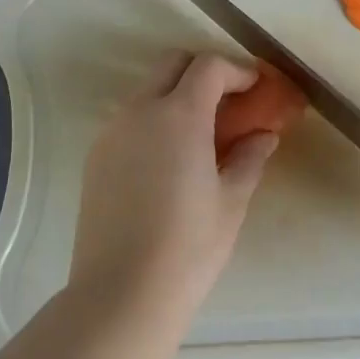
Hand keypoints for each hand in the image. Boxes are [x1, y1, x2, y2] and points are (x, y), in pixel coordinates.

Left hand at [69, 52, 278, 326]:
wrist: (120, 294)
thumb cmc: (188, 248)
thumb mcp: (231, 202)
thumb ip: (249, 157)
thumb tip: (263, 135)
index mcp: (179, 115)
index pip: (209, 67)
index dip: (237, 70)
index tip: (257, 87)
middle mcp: (140, 111)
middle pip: (173, 65)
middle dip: (204, 72)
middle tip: (230, 102)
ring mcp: (113, 131)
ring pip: (148, 90)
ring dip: (177, 95)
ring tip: (202, 134)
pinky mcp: (96, 155)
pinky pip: (130, 119)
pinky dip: (155, 120)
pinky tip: (170, 158)